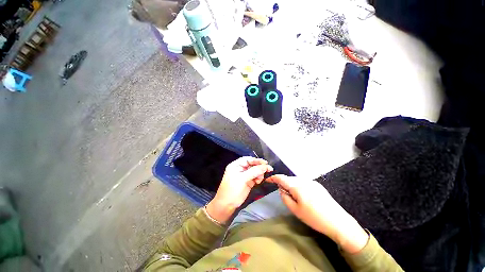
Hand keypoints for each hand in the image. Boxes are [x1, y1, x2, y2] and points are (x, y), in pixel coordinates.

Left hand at [206, 157, 272, 223]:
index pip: (248, 159)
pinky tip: (258, 182)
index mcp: (236, 165)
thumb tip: (265, 166)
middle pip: (252, 164)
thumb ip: (254, 171)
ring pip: (255, 171)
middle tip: (268, 169)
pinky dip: (258, 178)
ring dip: (260, 173)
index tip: (265, 162)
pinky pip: (256, 177)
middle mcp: (241, 169)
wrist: (227, 205)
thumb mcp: (242, 179)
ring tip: (259, 179)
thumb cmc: (232, 190)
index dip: (256, 160)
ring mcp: (245, 175)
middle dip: (260, 167)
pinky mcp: (248, 181)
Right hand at [266, 175, 368, 253]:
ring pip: (296, 180)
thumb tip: (281, 189)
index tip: (268, 180)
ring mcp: (312, 182)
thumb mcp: (295, 210)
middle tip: (281, 191)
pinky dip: (298, 185)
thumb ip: (285, 197)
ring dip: (291, 184)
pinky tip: (301, 194)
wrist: (338, 222)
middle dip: (283, 182)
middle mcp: (304, 181)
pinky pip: (303, 182)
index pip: (282, 178)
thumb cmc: (314, 218)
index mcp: (297, 186)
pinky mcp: (318, 185)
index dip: (274, 178)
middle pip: (289, 178)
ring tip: (291, 194)